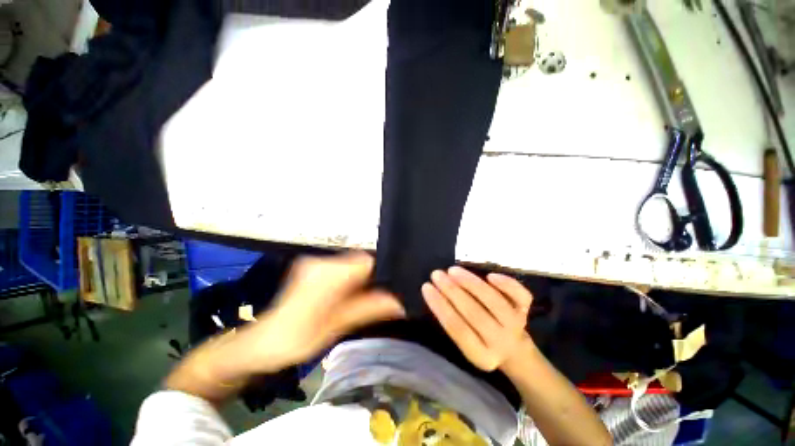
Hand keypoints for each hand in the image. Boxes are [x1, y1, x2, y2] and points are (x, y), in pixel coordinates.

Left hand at [247, 252, 405, 369]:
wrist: (259, 344)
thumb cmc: (296, 340)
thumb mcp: (337, 326)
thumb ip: (369, 309)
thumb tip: (401, 303)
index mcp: (328, 274)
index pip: (367, 260)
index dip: (383, 271)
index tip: (393, 286)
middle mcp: (322, 261)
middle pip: (361, 260)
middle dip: (374, 276)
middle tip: (385, 294)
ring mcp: (316, 263)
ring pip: (353, 263)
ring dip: (363, 278)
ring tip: (370, 295)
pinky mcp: (313, 267)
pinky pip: (343, 267)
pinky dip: (353, 277)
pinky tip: (353, 293)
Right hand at [421, 267, 532, 371]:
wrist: (514, 350)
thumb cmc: (481, 341)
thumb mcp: (467, 344)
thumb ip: (453, 323)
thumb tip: (435, 293)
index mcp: (481, 356)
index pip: (457, 328)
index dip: (440, 306)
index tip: (426, 287)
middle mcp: (500, 342)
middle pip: (475, 314)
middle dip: (452, 291)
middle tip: (437, 274)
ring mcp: (516, 325)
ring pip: (494, 301)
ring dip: (471, 283)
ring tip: (453, 270)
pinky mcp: (526, 311)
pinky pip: (520, 296)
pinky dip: (506, 283)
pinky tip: (490, 275)